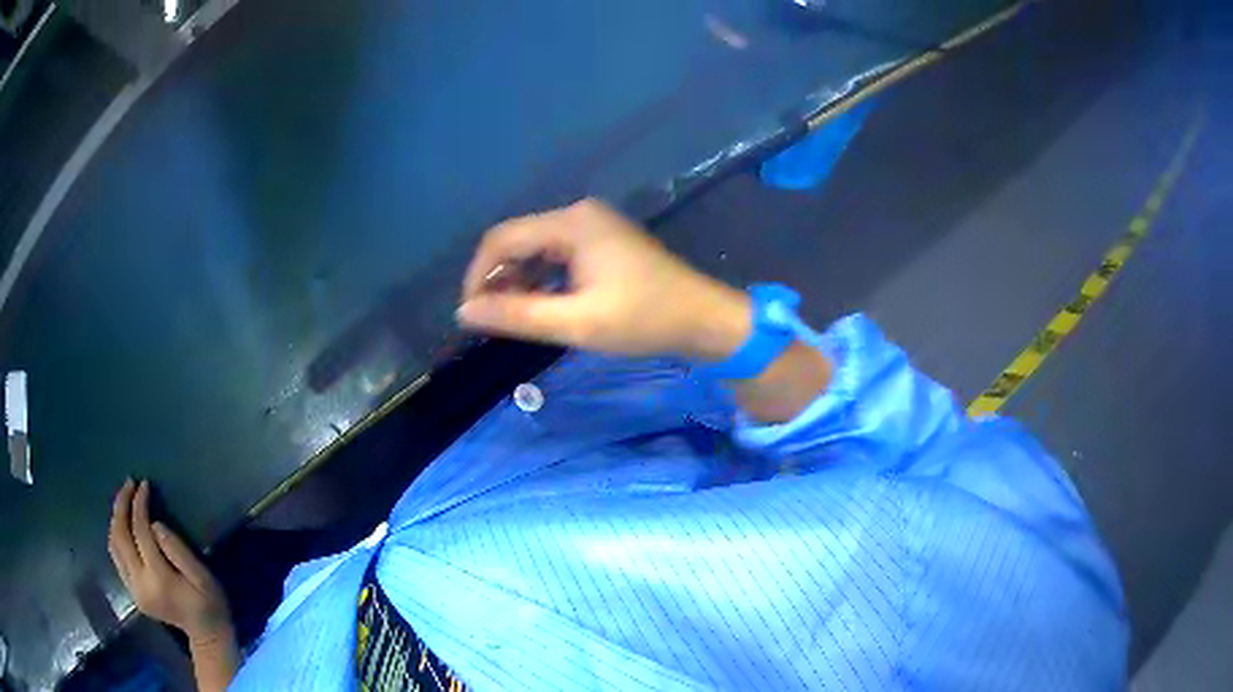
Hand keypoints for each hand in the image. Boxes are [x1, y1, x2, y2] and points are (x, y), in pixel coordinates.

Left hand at [108, 479, 232, 644]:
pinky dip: (117, 535)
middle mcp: (140, 584)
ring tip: (124, 499)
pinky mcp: (132, 593)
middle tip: (128, 484)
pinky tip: (124, 524)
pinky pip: (116, 557)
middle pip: (120, 536)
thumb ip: (178, 549)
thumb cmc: (209, 603)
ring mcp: (134, 590)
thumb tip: (154, 524)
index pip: (140, 532)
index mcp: (158, 579)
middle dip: (121, 505)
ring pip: (113, 546)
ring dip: (116, 519)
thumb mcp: (202, 576)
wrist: (207, 636)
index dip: (139, 505)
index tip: (144, 484)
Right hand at [460, 199, 752, 359]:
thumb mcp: (577, 322)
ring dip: (518, 280)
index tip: (471, 313)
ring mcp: (593, 226)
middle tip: (492, 320)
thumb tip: (464, 311)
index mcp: (572, 223)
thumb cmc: (644, 319)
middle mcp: (578, 214)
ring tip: (513, 316)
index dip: (478, 275)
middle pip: (517, 240)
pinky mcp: (602, 242)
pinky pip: (556, 255)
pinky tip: (539, 305)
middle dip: (498, 278)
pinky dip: (541, 279)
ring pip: (535, 248)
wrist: (703, 320)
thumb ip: (517, 314)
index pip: (502, 238)